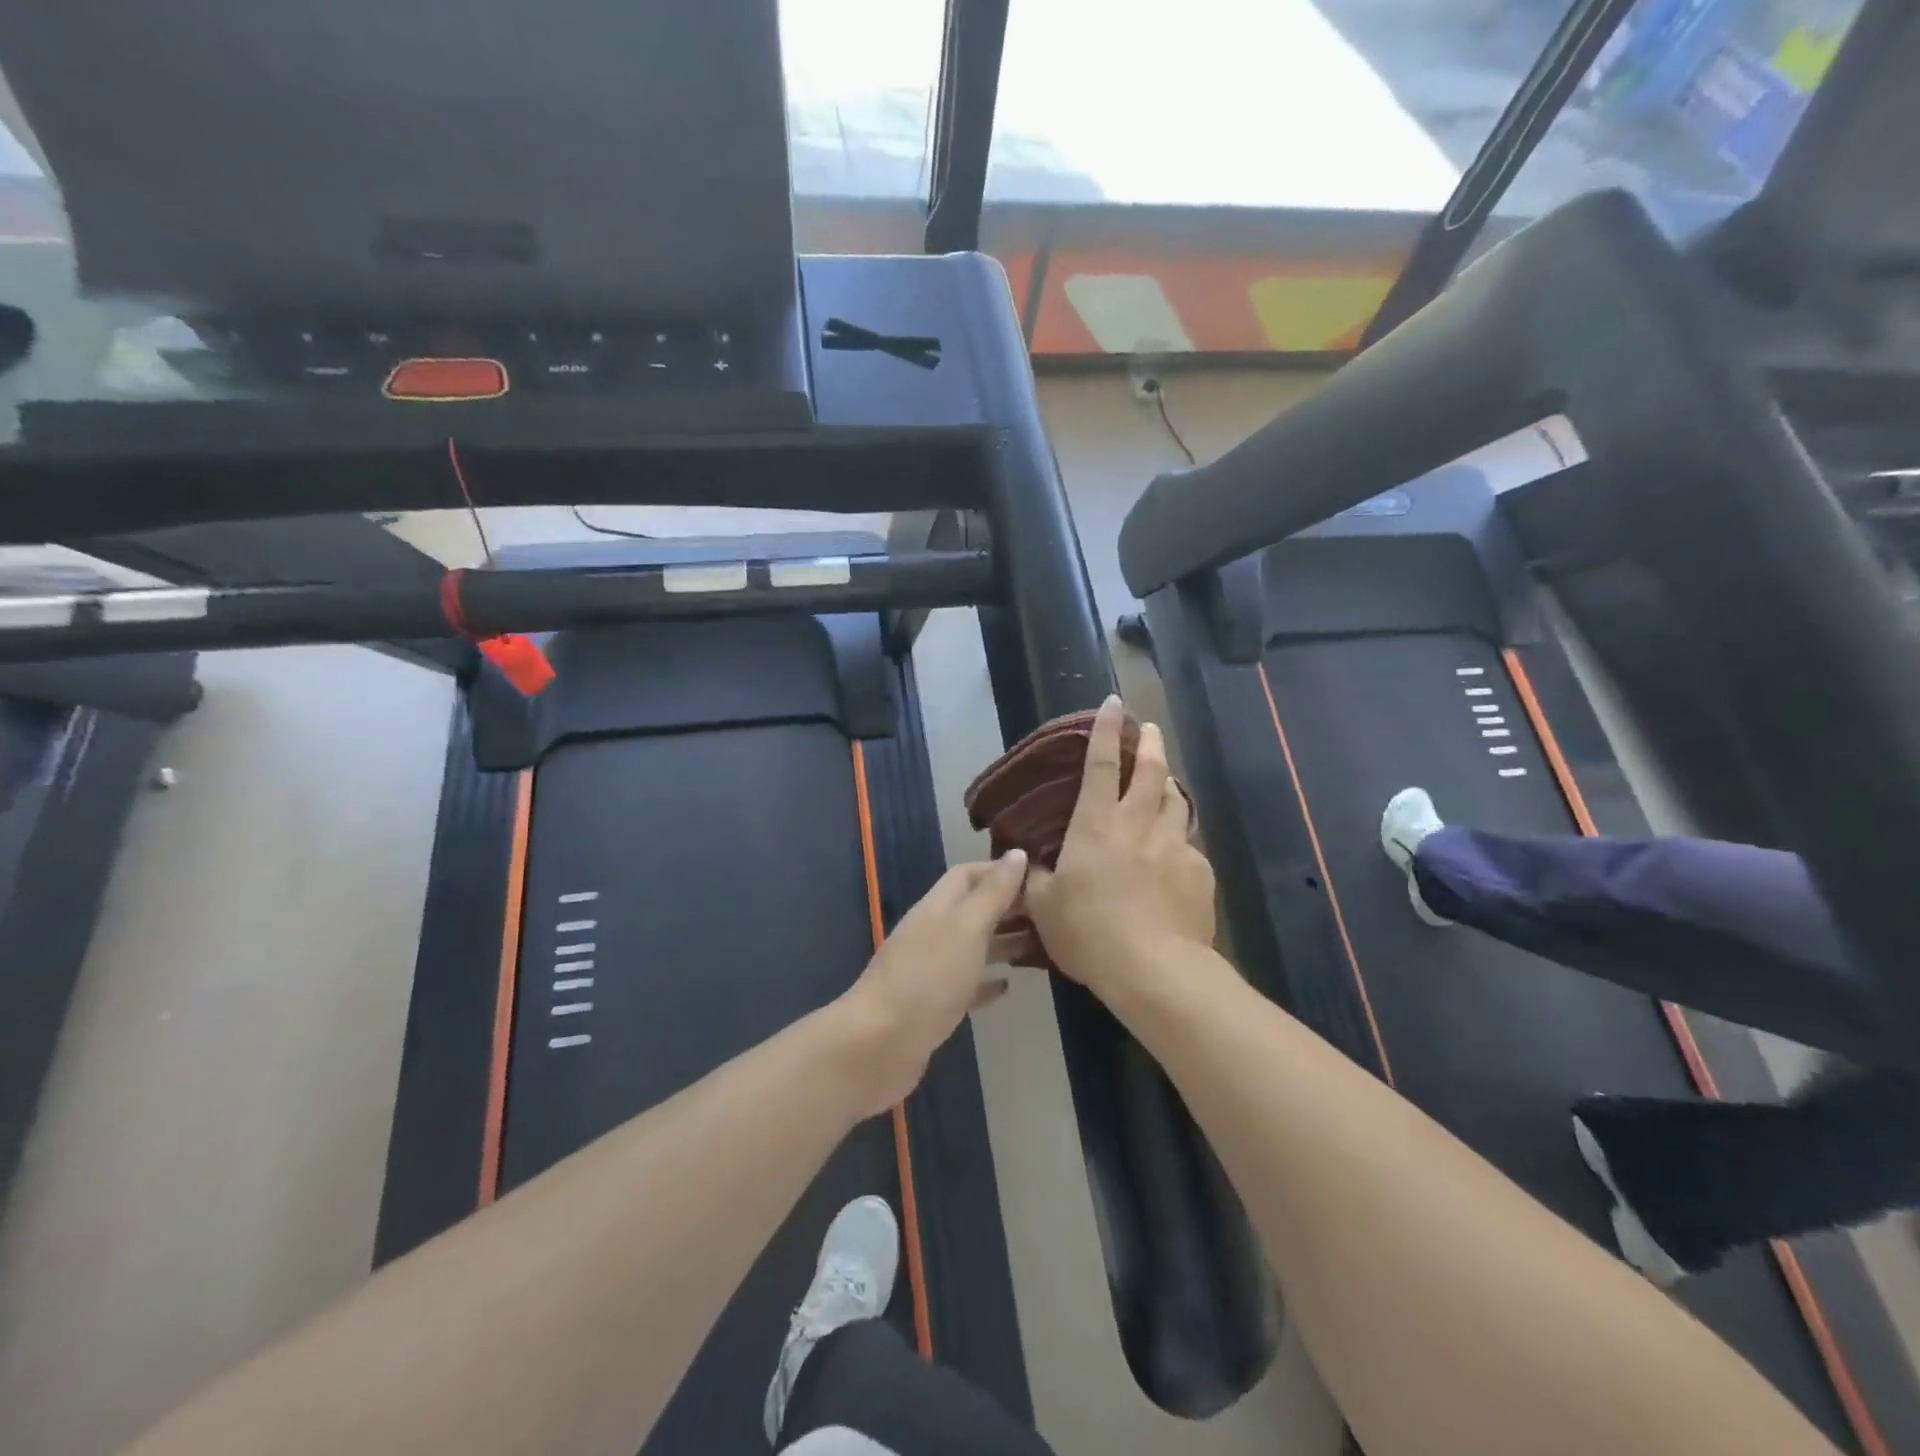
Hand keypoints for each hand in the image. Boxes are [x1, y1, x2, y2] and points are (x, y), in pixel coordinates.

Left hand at [836, 851, 1027, 1117]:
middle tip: (1049, 913)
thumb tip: (1017, 853)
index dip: (1000, 870)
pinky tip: (1007, 987)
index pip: (968, 874)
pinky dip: (986, 982)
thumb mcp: (966, 927)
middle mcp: (932, 933)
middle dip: (1007, 907)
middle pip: (972, 909)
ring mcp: (929, 970)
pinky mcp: (932, 1006)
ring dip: (1002, 942)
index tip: (1038, 875)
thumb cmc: (928, 978)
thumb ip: (993, 893)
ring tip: (1041, 945)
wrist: (879, 1044)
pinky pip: (965, 985)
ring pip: (971, 947)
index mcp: (937, 907)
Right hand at [1024, 695, 1214, 995]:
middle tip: (1151, 728)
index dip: (1105, 731)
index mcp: (1096, 826)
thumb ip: (1037, 879)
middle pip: (1151, 771)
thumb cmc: (1089, 933)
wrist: (1154, 969)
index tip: (1113, 702)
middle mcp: (1139, 825)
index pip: (1100, 764)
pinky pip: (1189, 846)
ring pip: (1177, 802)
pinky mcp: (1200, 872)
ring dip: (1170, 786)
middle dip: (1150, 743)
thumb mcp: (1045, 908)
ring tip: (1166, 784)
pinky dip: (1179, 841)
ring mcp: (1175, 846)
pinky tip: (1174, 858)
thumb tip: (1033, 863)